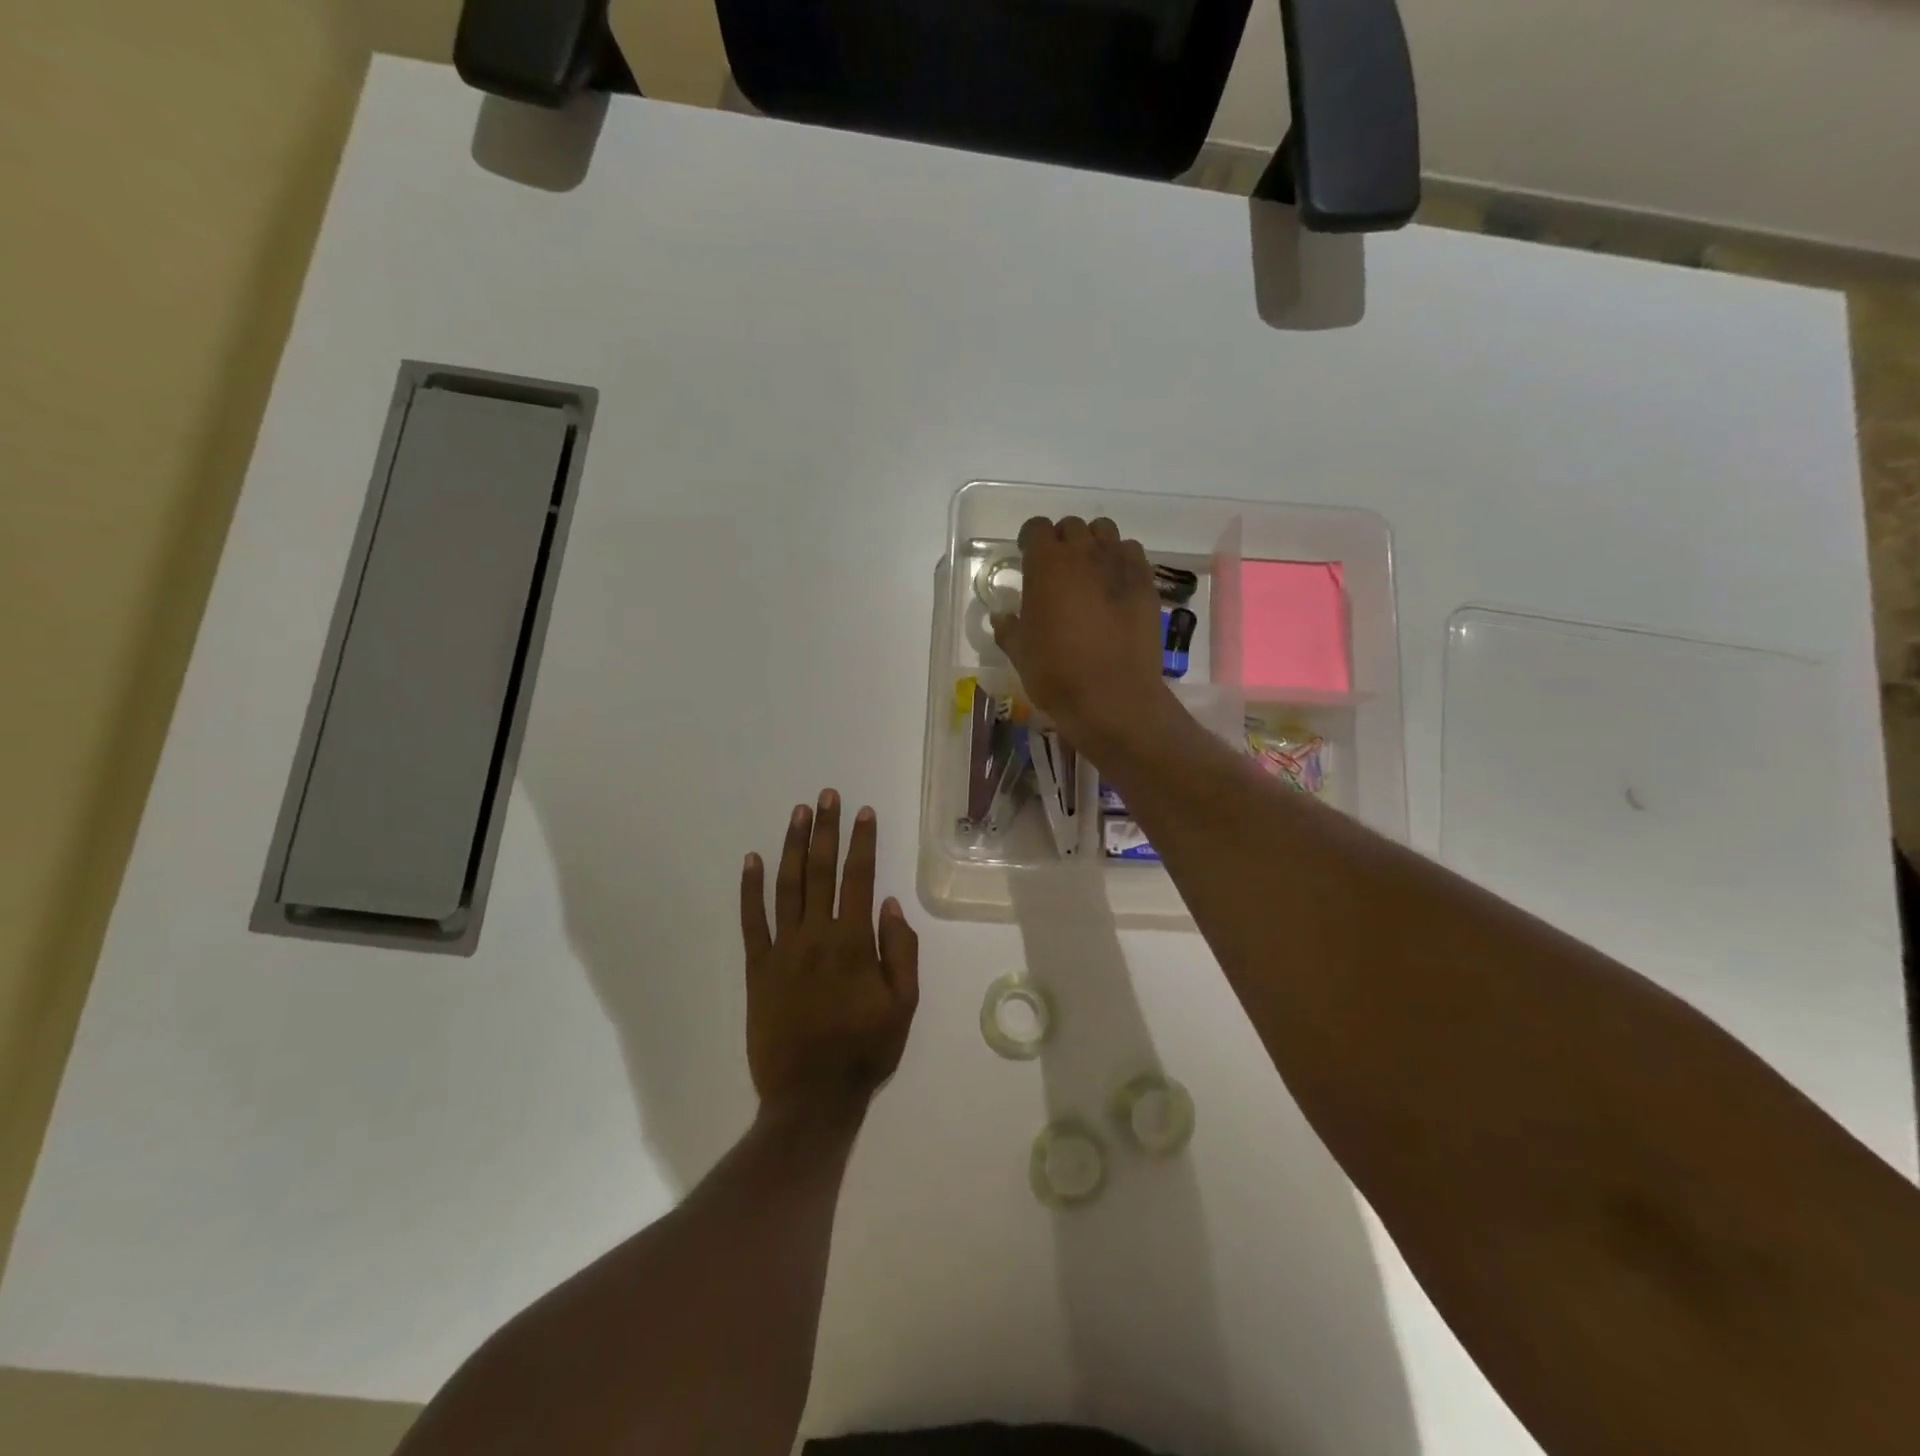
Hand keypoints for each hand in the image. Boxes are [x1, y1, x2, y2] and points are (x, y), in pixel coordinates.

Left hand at [740, 791, 919, 1126]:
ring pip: (786, 886)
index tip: (863, 811)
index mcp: (854, 942)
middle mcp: (816, 936)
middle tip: (826, 795)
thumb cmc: (865, 1051)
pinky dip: (750, 889)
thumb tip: (890, 904)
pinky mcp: (758, 968)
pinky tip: (751, 860)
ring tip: (798, 813)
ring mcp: (782, 950)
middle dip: (825, 830)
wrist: (810, 1098)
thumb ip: (900, 951)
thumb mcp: (904, 1005)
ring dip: (792, 846)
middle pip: (820, 871)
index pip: (859, 878)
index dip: (862, 842)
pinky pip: (752, 921)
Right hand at [991, 516, 1170, 752]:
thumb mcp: (1020, 653)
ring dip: (1093, 544)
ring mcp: (1119, 565)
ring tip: (1089, 572)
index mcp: (1046, 565)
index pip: (1036, 528)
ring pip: (1105, 532)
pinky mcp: (1146, 582)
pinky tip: (1116, 586)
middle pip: (1071, 527)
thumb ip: (1008, 628)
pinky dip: (1121, 560)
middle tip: (1058, 569)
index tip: (1027, 557)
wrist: (1113, 696)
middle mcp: (1084, 553)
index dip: (1030, 540)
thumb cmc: (1057, 674)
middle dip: (1062, 541)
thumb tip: (1002, 616)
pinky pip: (1132, 553)